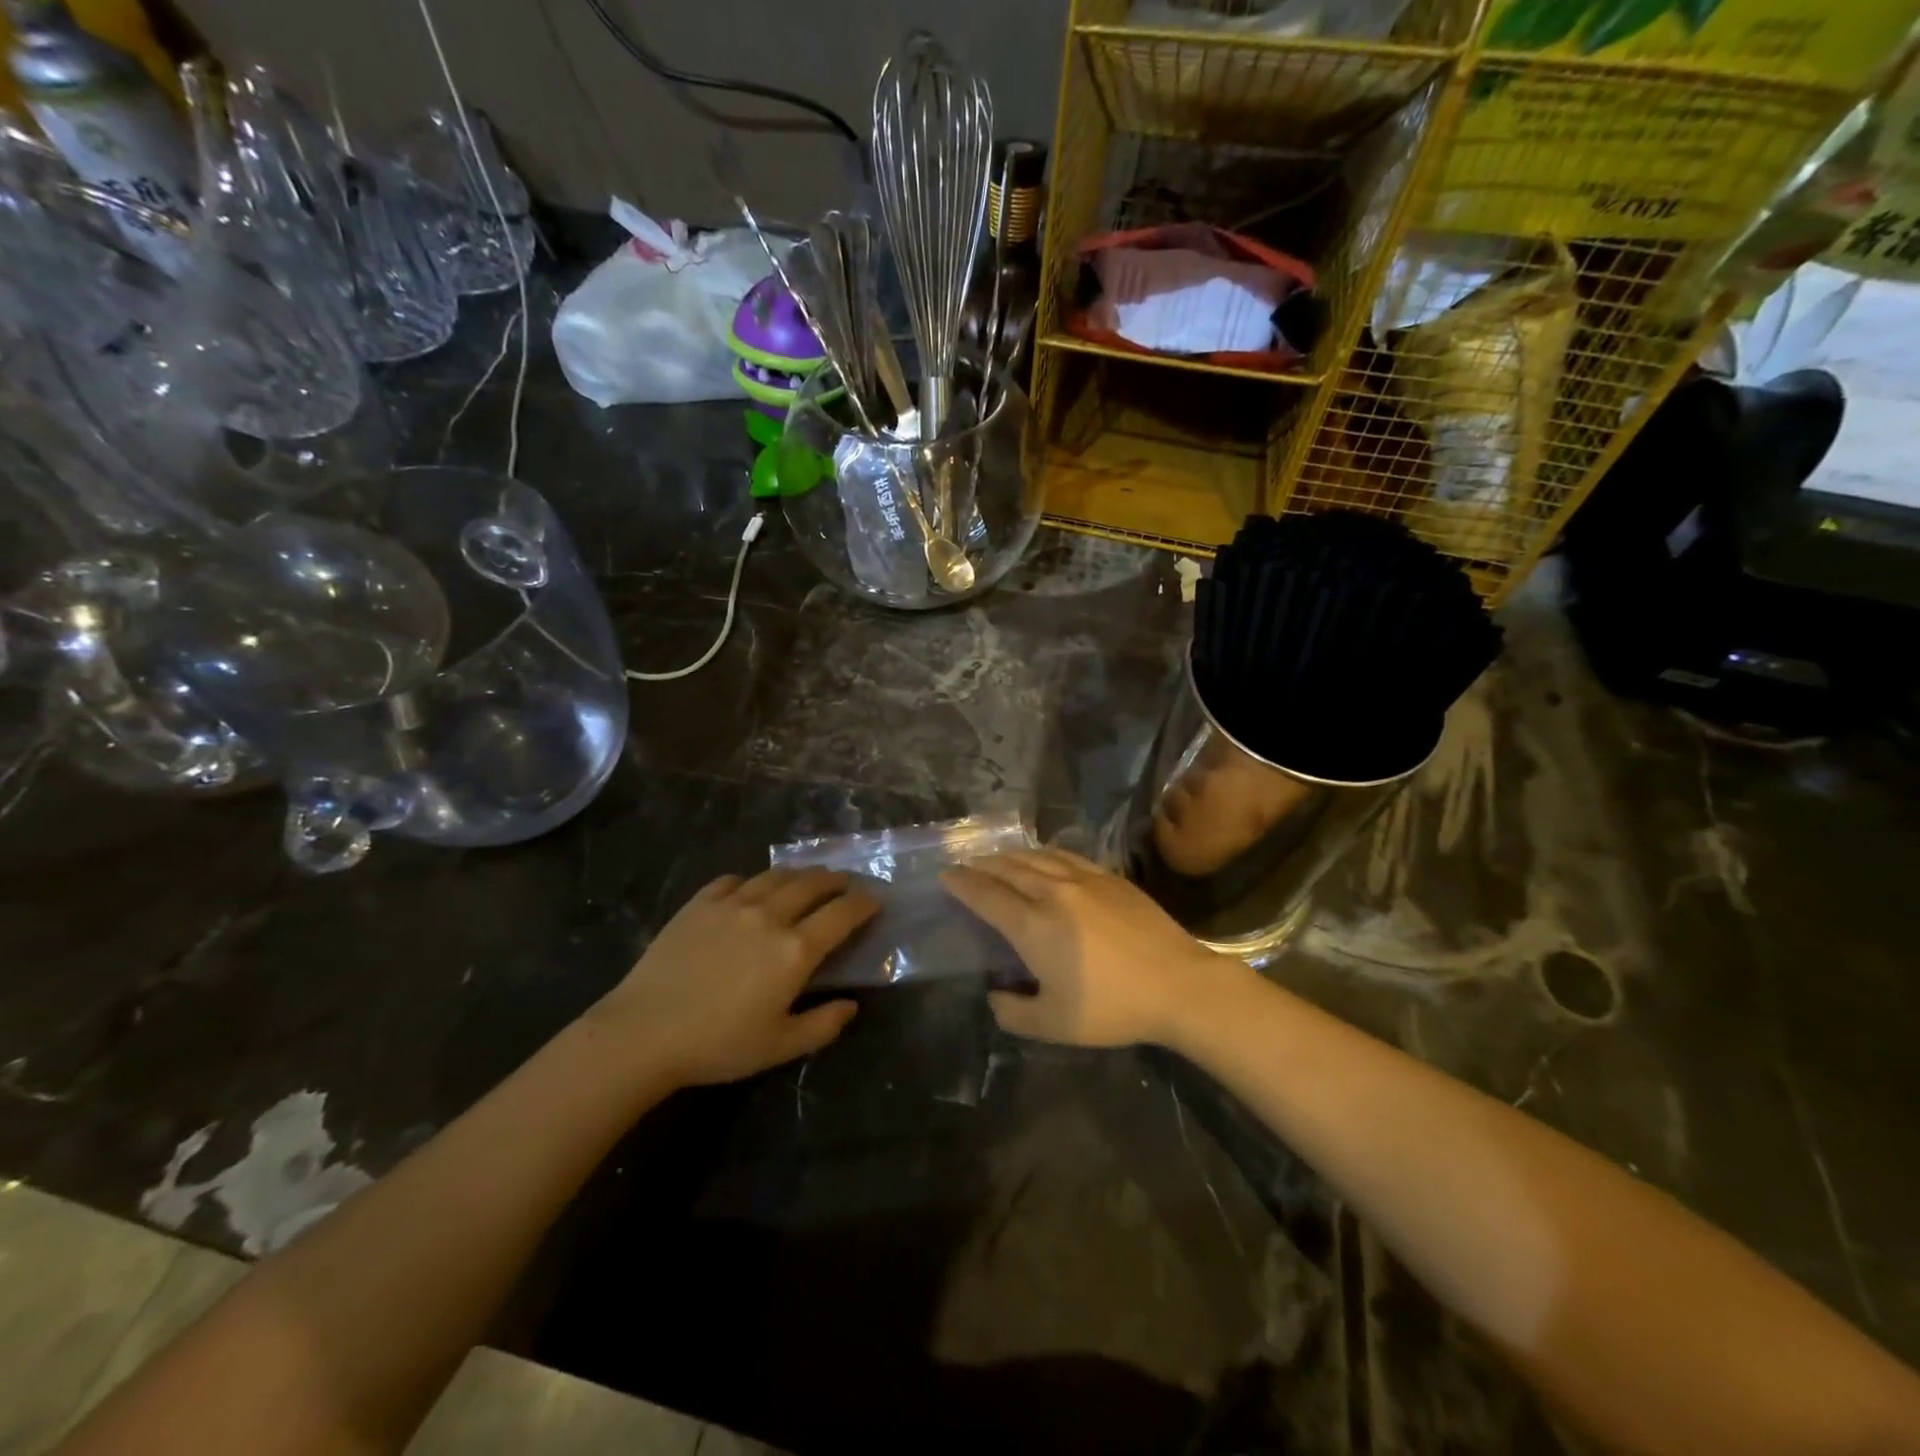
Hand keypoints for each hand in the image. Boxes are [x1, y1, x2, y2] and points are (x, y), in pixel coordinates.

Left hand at [595, 867, 877, 1087]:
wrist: (644, 1032)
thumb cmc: (718, 1044)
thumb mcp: (780, 1046)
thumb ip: (823, 1025)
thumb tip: (852, 1005)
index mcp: (795, 950)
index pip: (842, 914)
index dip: (864, 903)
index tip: (875, 899)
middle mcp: (770, 916)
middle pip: (812, 884)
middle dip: (836, 880)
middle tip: (845, 883)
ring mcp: (732, 904)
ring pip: (775, 876)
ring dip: (799, 874)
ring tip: (807, 878)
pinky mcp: (700, 903)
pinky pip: (734, 880)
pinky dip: (752, 881)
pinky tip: (751, 888)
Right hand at [943, 848, 1251, 1047]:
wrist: (1178, 984)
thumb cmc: (1113, 1008)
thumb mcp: (1054, 1025)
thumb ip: (1014, 1012)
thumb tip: (995, 995)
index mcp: (1033, 925)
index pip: (986, 895)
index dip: (962, 883)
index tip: (946, 876)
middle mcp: (1052, 892)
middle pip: (1007, 869)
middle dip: (980, 865)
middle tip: (964, 864)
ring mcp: (1084, 879)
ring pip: (1036, 857)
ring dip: (1009, 855)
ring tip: (995, 858)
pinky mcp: (1110, 877)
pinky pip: (1066, 856)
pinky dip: (1043, 853)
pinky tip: (1042, 856)